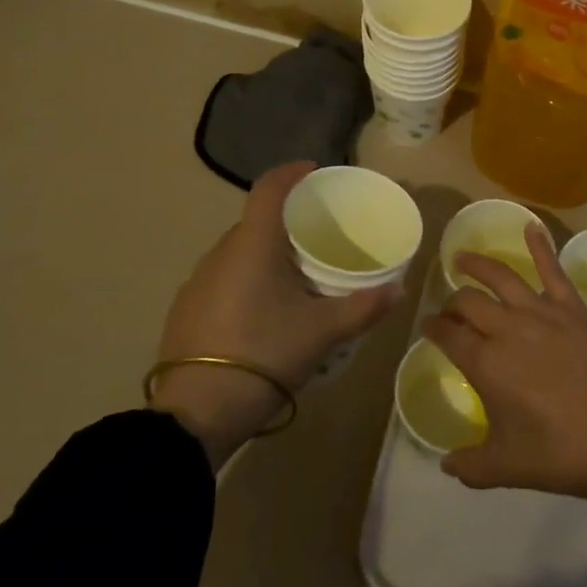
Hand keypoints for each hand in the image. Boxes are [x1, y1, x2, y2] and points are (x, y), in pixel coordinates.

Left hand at [150, 161, 401, 467]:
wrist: (195, 414)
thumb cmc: (264, 354)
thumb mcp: (323, 332)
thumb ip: (364, 307)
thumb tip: (399, 289)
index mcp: (253, 243)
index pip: (269, 187)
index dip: (292, 172)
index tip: (315, 172)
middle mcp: (221, 251)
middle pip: (257, 220)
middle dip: (287, 219)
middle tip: (320, 235)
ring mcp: (198, 280)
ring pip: (240, 250)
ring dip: (267, 252)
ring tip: (297, 274)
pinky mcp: (186, 308)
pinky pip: (225, 276)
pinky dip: (248, 277)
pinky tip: (264, 308)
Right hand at [423, 224, 586, 498]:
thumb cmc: (557, 453)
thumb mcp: (504, 467)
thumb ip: (469, 465)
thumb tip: (446, 464)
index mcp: (485, 363)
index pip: (448, 336)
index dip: (433, 328)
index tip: (427, 327)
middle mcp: (506, 329)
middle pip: (469, 303)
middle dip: (452, 303)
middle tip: (449, 309)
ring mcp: (541, 313)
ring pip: (501, 278)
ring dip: (477, 264)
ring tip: (462, 257)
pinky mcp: (572, 308)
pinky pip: (553, 270)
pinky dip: (540, 246)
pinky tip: (531, 227)